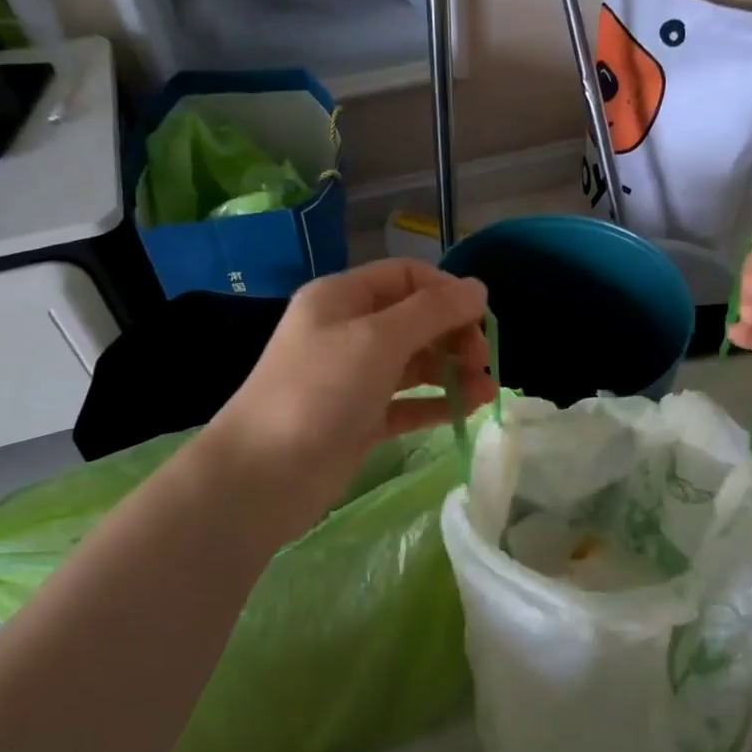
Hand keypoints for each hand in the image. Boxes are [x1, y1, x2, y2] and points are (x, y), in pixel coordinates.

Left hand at [203, 259, 495, 524]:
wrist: (265, 474)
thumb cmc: (320, 391)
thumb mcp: (379, 339)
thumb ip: (433, 311)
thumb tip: (478, 288)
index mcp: (342, 298)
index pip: (407, 277)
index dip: (447, 291)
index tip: (481, 319)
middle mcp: (348, 331)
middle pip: (415, 319)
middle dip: (453, 334)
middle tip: (481, 361)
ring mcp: (354, 378)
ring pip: (415, 363)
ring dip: (452, 370)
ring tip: (486, 389)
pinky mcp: (361, 419)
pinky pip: (408, 401)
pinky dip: (437, 402)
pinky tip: (470, 408)